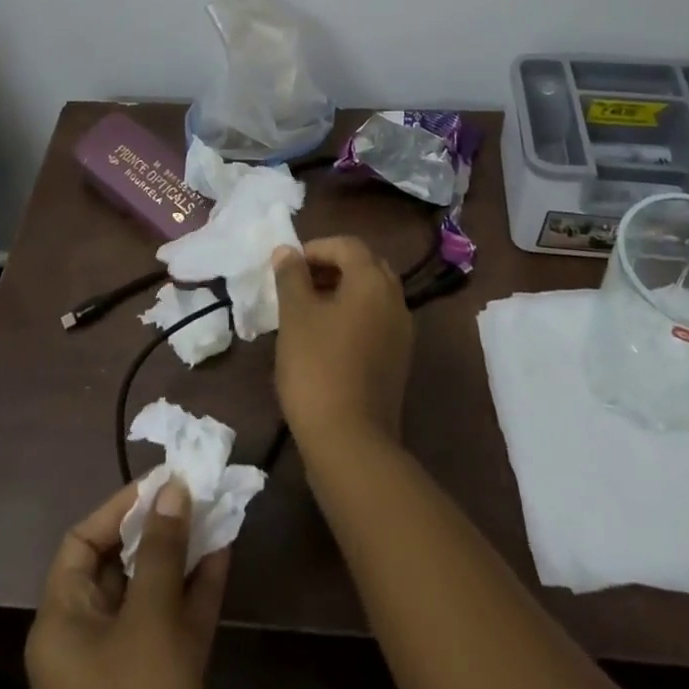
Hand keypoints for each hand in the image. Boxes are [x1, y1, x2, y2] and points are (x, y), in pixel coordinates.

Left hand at [26, 477, 229, 688]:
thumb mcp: (149, 622)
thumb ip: (161, 550)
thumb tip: (171, 487)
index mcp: (64, 622)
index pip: (82, 543)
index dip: (120, 508)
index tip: (162, 482)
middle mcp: (87, 640)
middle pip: (121, 564)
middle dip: (160, 526)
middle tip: (197, 489)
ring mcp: (123, 668)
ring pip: (153, 592)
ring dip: (184, 553)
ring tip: (218, 510)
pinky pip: (173, 625)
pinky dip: (195, 591)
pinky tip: (224, 553)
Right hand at [272, 236, 413, 452]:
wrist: (351, 443)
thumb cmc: (318, 368)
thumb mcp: (295, 316)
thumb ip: (291, 277)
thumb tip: (287, 251)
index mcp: (373, 282)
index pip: (347, 245)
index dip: (315, 248)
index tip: (287, 266)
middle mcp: (395, 300)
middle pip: (364, 267)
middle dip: (331, 267)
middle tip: (299, 283)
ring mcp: (401, 333)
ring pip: (371, 296)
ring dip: (341, 292)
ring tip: (307, 310)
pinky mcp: (398, 361)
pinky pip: (375, 322)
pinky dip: (352, 317)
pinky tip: (325, 339)